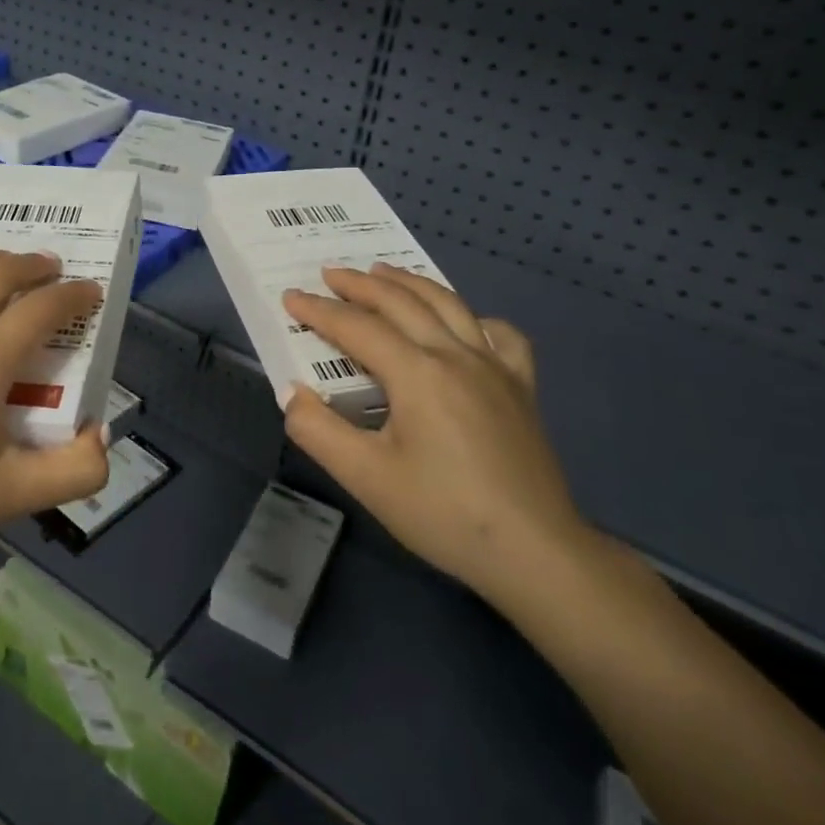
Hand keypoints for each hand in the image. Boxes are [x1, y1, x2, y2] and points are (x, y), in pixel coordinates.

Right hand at [281, 264, 590, 609]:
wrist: (534, 552)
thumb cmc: (443, 513)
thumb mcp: (365, 478)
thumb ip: (318, 430)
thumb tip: (293, 394)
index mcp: (417, 373)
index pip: (357, 327)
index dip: (319, 311)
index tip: (290, 297)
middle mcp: (456, 355)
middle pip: (401, 302)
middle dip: (360, 284)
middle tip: (330, 274)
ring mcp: (495, 367)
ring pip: (448, 304)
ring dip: (409, 283)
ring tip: (383, 272)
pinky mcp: (521, 387)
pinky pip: (500, 334)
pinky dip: (475, 318)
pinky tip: (464, 325)